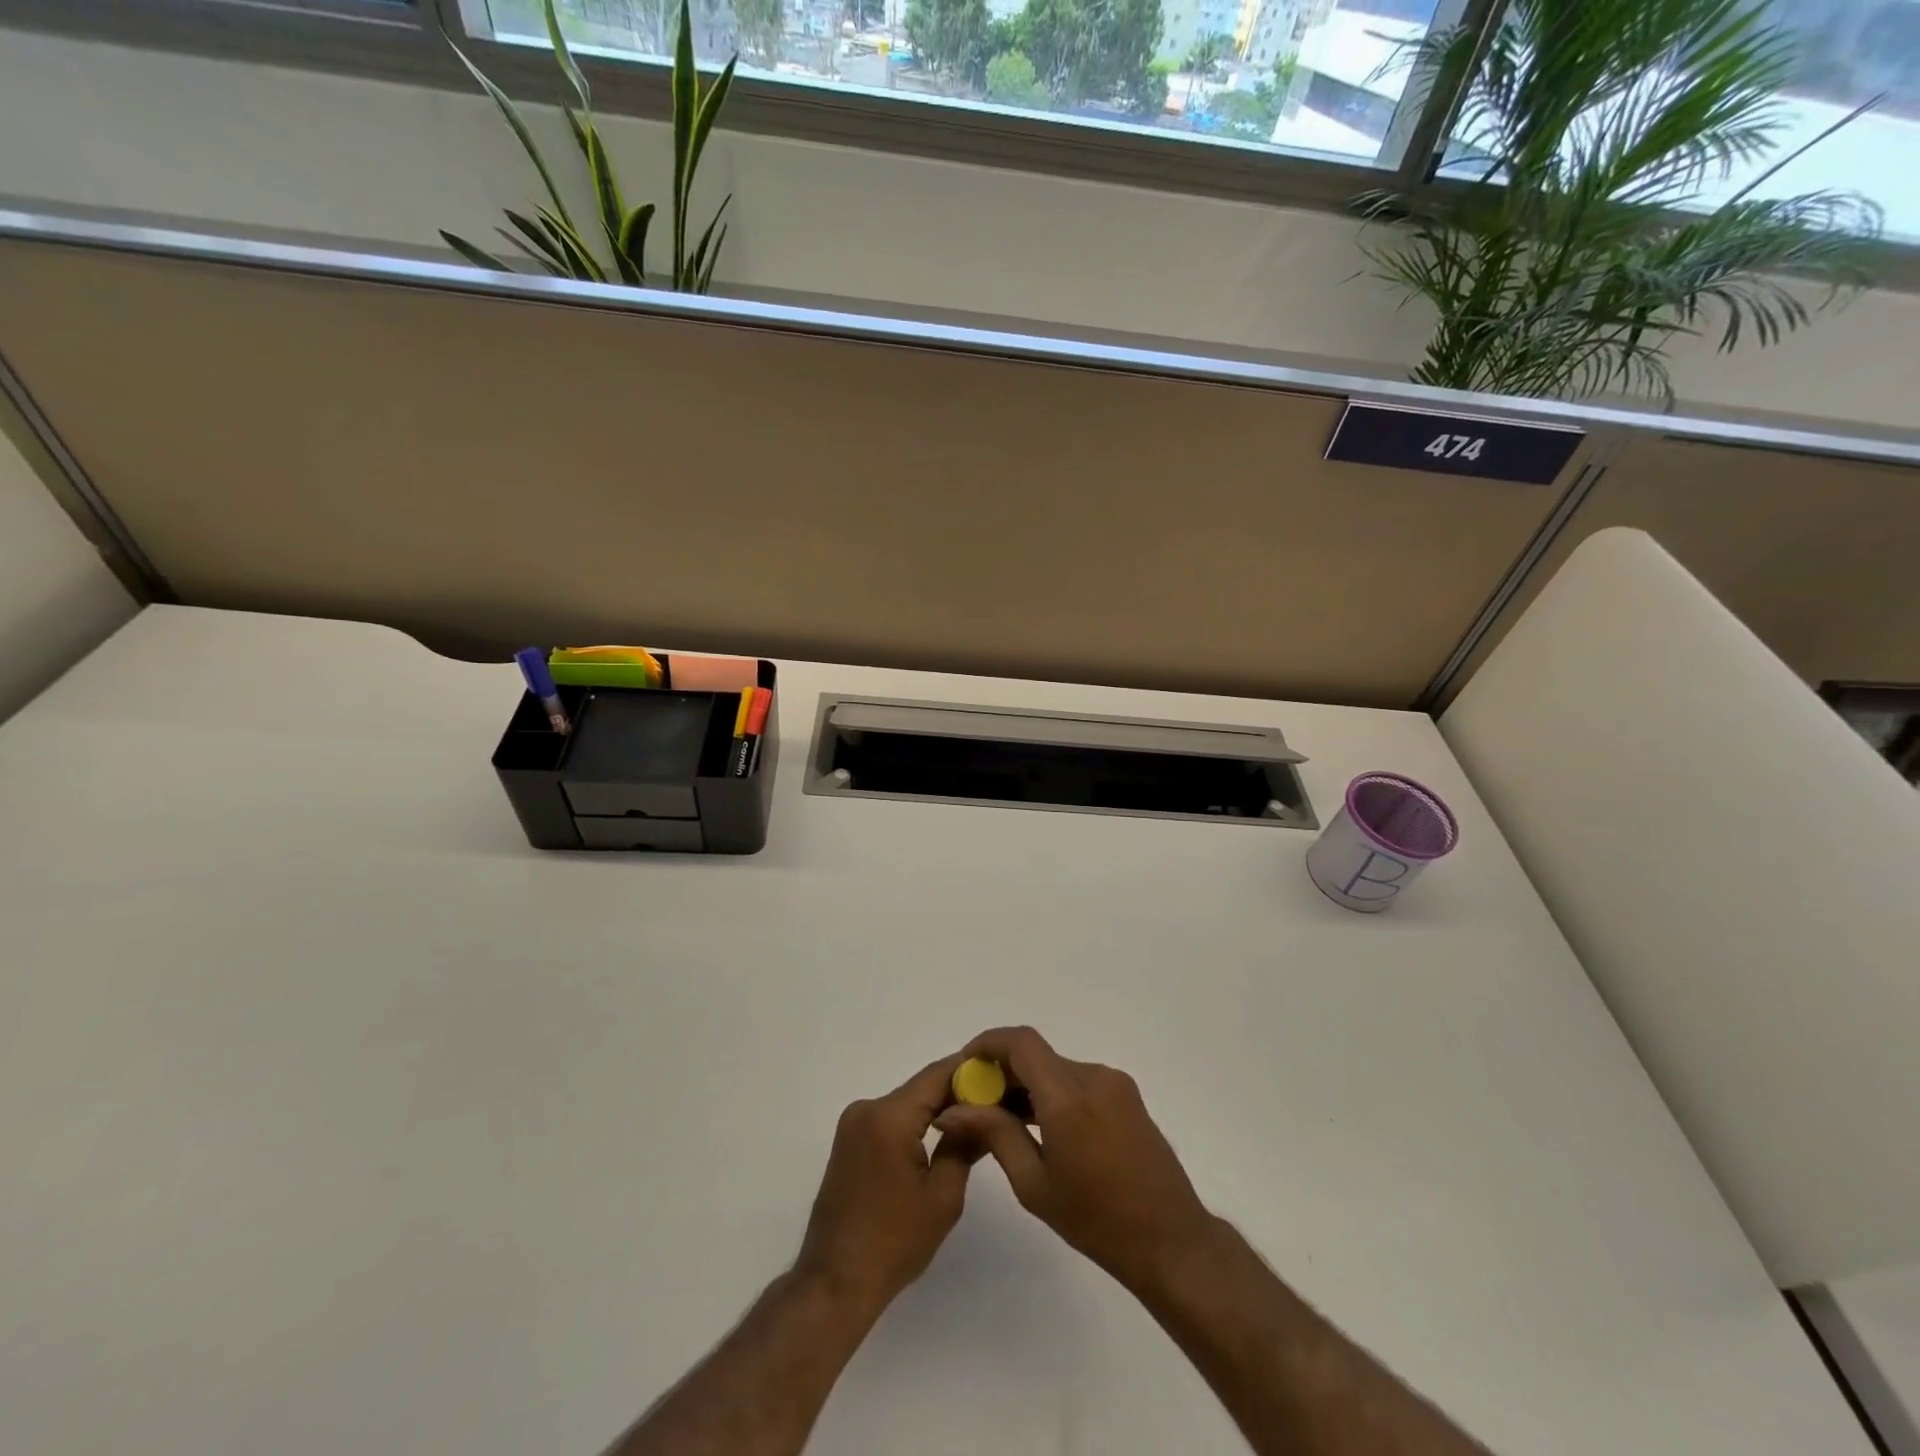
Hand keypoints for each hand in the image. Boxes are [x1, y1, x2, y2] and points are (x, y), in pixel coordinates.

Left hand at [794, 1055, 982, 1315]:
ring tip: (975, 1122)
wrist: (835, 1282)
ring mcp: (854, 1123)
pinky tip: (941, 1138)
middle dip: (958, 1093)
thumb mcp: (943, 1197)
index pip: (937, 1075)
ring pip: (908, 1103)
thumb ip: (964, 1145)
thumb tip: (985, 1115)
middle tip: (996, 1102)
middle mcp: (867, 1108)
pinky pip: (891, 1119)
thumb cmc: (893, 1244)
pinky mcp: (849, 1140)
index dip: (971, 1072)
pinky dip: (917, 1124)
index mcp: (889, 1117)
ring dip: (937, 1110)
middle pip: (922, 1087)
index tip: (1001, 1077)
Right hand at [934, 1026, 1214, 1297]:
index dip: (988, 1043)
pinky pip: (1078, 1080)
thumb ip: (994, 1135)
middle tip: (977, 1103)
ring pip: (1057, 1068)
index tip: (965, 1065)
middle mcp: (1093, 1077)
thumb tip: (952, 1110)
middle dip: (1003, 1070)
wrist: (1171, 1241)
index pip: (1021, 1043)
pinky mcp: (1126, 1095)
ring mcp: (1115, 1083)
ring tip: (1004, 1120)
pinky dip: (1053, 1092)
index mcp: (1069, 1098)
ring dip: (1028, 1083)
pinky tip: (1040, 1126)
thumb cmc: (1097, 1221)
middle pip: (1037, 1055)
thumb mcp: (1034, 1184)